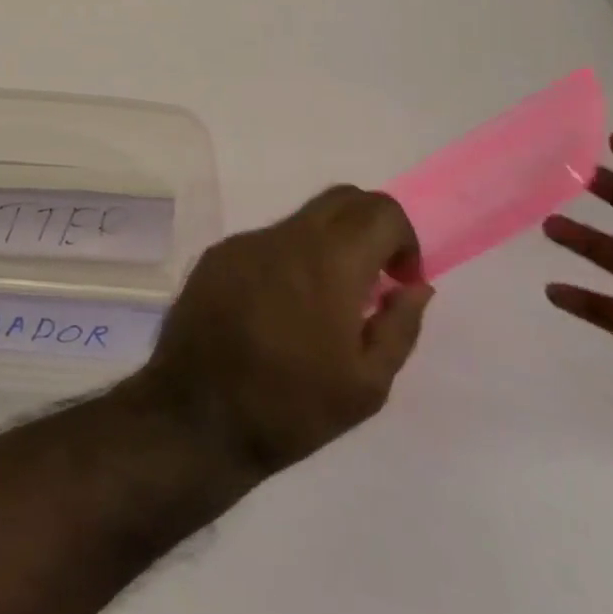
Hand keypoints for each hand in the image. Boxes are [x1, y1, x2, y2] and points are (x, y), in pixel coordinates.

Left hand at [132, 186, 433, 481]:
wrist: (196, 414)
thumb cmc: (292, 407)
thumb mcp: (367, 384)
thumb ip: (399, 325)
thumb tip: (415, 286)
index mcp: (327, 262)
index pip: (378, 209)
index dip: (403, 239)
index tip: (399, 282)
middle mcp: (282, 238)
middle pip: (340, 199)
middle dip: (369, 227)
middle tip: (373, 281)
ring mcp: (242, 243)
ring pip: (299, 221)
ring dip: (326, 247)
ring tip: (321, 308)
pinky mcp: (215, 256)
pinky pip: (264, 242)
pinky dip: (287, 261)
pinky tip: (277, 311)